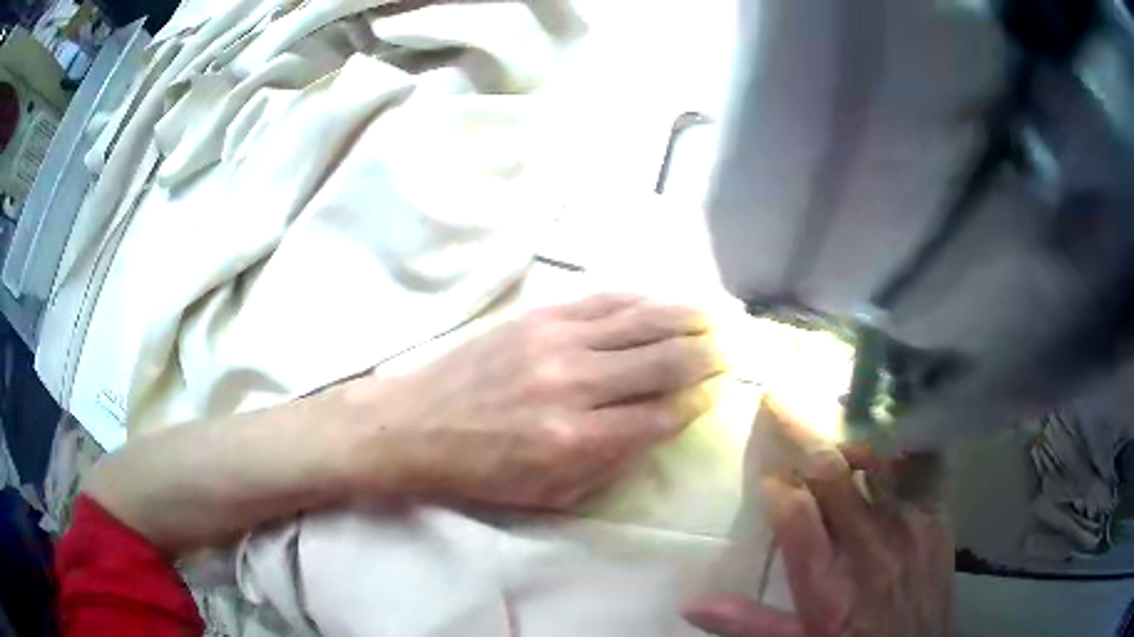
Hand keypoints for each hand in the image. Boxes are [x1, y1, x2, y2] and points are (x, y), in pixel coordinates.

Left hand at [353, 294, 722, 509]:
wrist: (415, 424)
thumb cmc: (483, 472)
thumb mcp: (552, 495)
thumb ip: (613, 463)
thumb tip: (662, 426)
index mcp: (579, 440)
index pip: (663, 414)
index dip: (699, 402)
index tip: (720, 391)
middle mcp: (577, 384)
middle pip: (665, 361)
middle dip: (708, 355)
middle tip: (735, 347)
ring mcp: (557, 341)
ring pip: (643, 321)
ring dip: (688, 318)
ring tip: (719, 315)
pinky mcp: (539, 316)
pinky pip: (605, 300)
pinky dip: (643, 300)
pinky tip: (664, 301)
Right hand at [684, 399, 953, 636]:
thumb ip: (747, 622)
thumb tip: (691, 602)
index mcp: (827, 587)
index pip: (794, 514)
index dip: (775, 486)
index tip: (767, 478)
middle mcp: (868, 548)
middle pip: (833, 473)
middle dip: (799, 433)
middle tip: (779, 400)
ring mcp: (909, 525)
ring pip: (876, 457)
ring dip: (847, 434)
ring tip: (831, 413)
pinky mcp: (938, 514)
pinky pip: (920, 462)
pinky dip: (899, 441)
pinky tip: (889, 429)